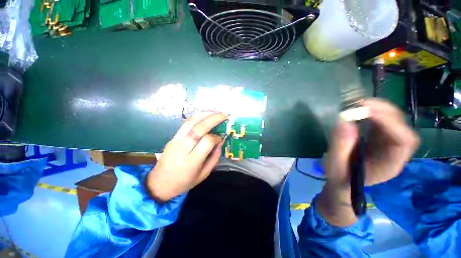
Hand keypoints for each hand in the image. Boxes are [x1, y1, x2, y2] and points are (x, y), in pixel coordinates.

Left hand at [145, 112, 227, 201]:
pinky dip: (196, 117)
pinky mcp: (172, 137)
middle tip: (224, 115)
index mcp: (191, 162)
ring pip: (190, 122)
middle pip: (198, 128)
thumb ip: (214, 157)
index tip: (221, 137)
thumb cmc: (184, 182)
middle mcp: (182, 149)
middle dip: (213, 119)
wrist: (159, 184)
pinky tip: (204, 115)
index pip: (207, 142)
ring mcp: (175, 141)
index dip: (216, 137)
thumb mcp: (204, 174)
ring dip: (204, 115)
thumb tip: (220, 141)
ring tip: (215, 112)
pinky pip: (185, 124)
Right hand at [318, 98, 419, 225]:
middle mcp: (396, 153)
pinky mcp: (380, 139)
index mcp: (390, 165)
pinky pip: (383, 122)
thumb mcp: (335, 165)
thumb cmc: (340, 177)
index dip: (389, 123)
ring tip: (358, 104)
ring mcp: (389, 145)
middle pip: (402, 127)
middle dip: (384, 112)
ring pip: (394, 122)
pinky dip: (373, 113)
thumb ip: (340, 146)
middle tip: (360, 103)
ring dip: (379, 109)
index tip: (365, 110)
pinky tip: (360, 111)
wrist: (343, 182)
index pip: (403, 141)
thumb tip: (343, 122)